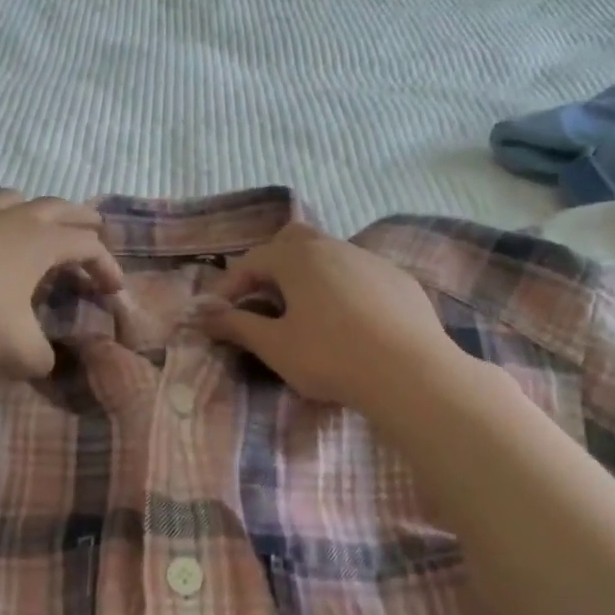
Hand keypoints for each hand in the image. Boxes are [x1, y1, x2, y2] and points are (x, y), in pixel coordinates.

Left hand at [0, 189, 123, 377]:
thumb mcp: (15, 348)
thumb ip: (39, 359)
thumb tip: (44, 363)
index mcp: (42, 244)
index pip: (88, 247)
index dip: (106, 265)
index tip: (114, 289)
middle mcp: (14, 221)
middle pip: (58, 207)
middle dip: (81, 217)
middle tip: (95, 224)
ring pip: (12, 198)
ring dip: (31, 206)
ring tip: (34, 217)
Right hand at [199, 224, 456, 408]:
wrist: (411, 373)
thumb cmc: (330, 356)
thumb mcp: (275, 346)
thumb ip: (236, 326)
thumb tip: (203, 315)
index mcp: (298, 257)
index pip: (251, 261)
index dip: (229, 287)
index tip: (218, 315)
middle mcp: (334, 246)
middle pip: (292, 241)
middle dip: (271, 266)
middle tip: (263, 302)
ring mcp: (372, 260)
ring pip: (330, 257)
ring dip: (309, 278)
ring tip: (306, 316)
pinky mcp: (400, 281)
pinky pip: (361, 275)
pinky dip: (343, 290)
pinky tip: (350, 324)